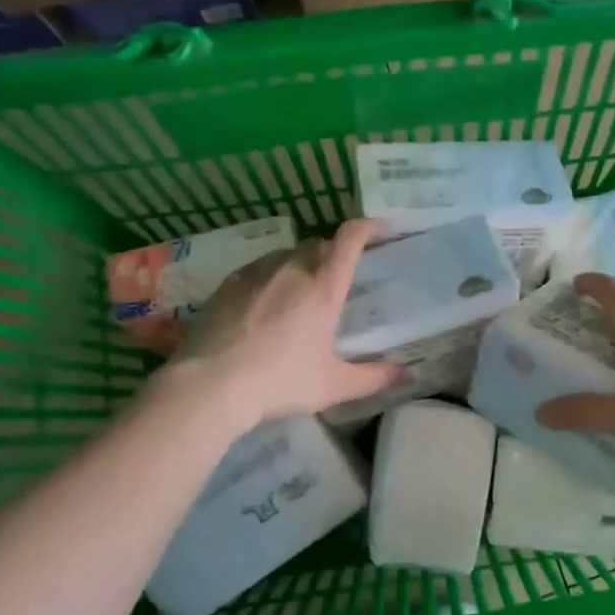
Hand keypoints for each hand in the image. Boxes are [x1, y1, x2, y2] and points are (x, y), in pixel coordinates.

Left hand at [160, 219, 398, 433]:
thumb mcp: (333, 386)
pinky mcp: (229, 282)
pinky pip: (260, 268)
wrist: (209, 385)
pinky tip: (266, 303)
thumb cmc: (279, 382)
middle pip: (320, 244)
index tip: (379, 231)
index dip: (367, 228)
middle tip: (340, 278)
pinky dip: (272, 276)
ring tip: (302, 292)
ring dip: (302, 264)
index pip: (350, 238)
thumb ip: (373, 377)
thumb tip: (405, 374)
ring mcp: (257, 272)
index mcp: (324, 286)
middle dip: (335, 253)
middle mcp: (292, 268)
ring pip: (288, 254)